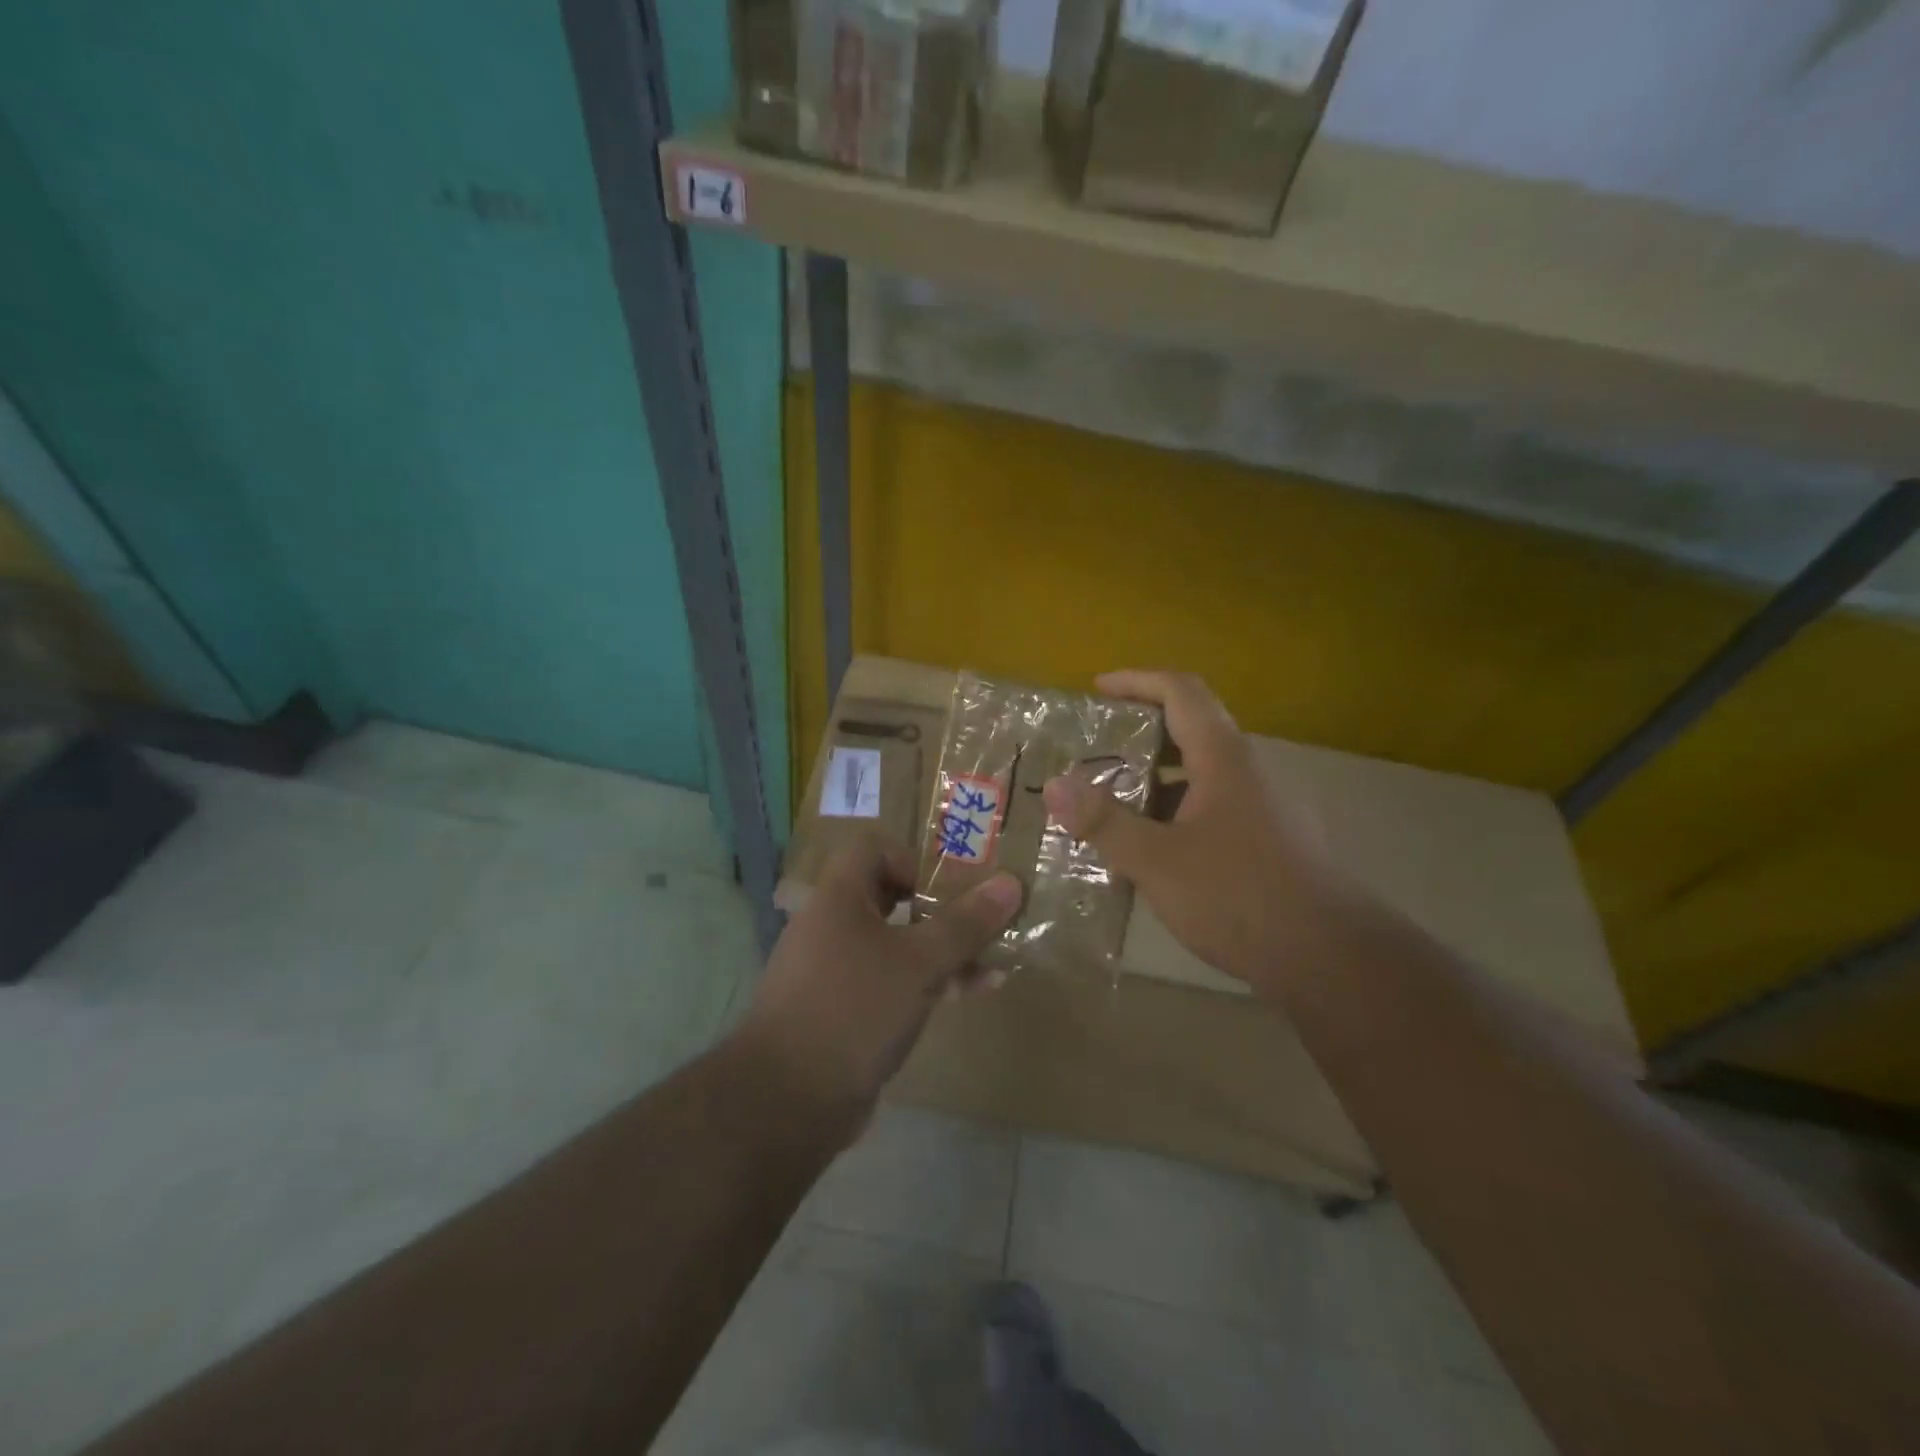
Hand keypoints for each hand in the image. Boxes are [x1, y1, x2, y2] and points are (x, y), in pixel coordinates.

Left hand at [738, 833, 1021, 1125]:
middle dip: (941, 909)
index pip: (874, 848)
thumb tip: (1011, 883)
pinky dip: (926, 982)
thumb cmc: (854, 1009)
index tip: (946, 890)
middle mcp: (833, 925)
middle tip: (982, 923)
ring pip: (897, 943)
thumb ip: (965, 924)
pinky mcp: (844, 1010)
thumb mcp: (919, 963)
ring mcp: (836, 970)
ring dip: (942, 950)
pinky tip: (968, 995)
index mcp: (839, 897)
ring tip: (992, 965)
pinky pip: (891, 981)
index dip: (913, 859)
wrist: (787, 1100)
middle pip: (891, 896)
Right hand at [1043, 670, 1335, 992]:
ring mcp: (1260, 806)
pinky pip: (1208, 807)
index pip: (1180, 691)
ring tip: (1107, 799)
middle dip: (1138, 731)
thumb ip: (1104, 822)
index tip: (1096, 690)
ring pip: (1198, 773)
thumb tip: (1054, 784)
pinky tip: (1145, 847)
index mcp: (1223, 758)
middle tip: (1092, 748)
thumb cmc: (1241, 897)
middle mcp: (1245, 771)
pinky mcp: (1264, 840)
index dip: (1136, 680)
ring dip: (1152, 777)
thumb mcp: (1159, 861)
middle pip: (1189, 728)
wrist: (1332, 959)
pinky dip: (1171, 811)